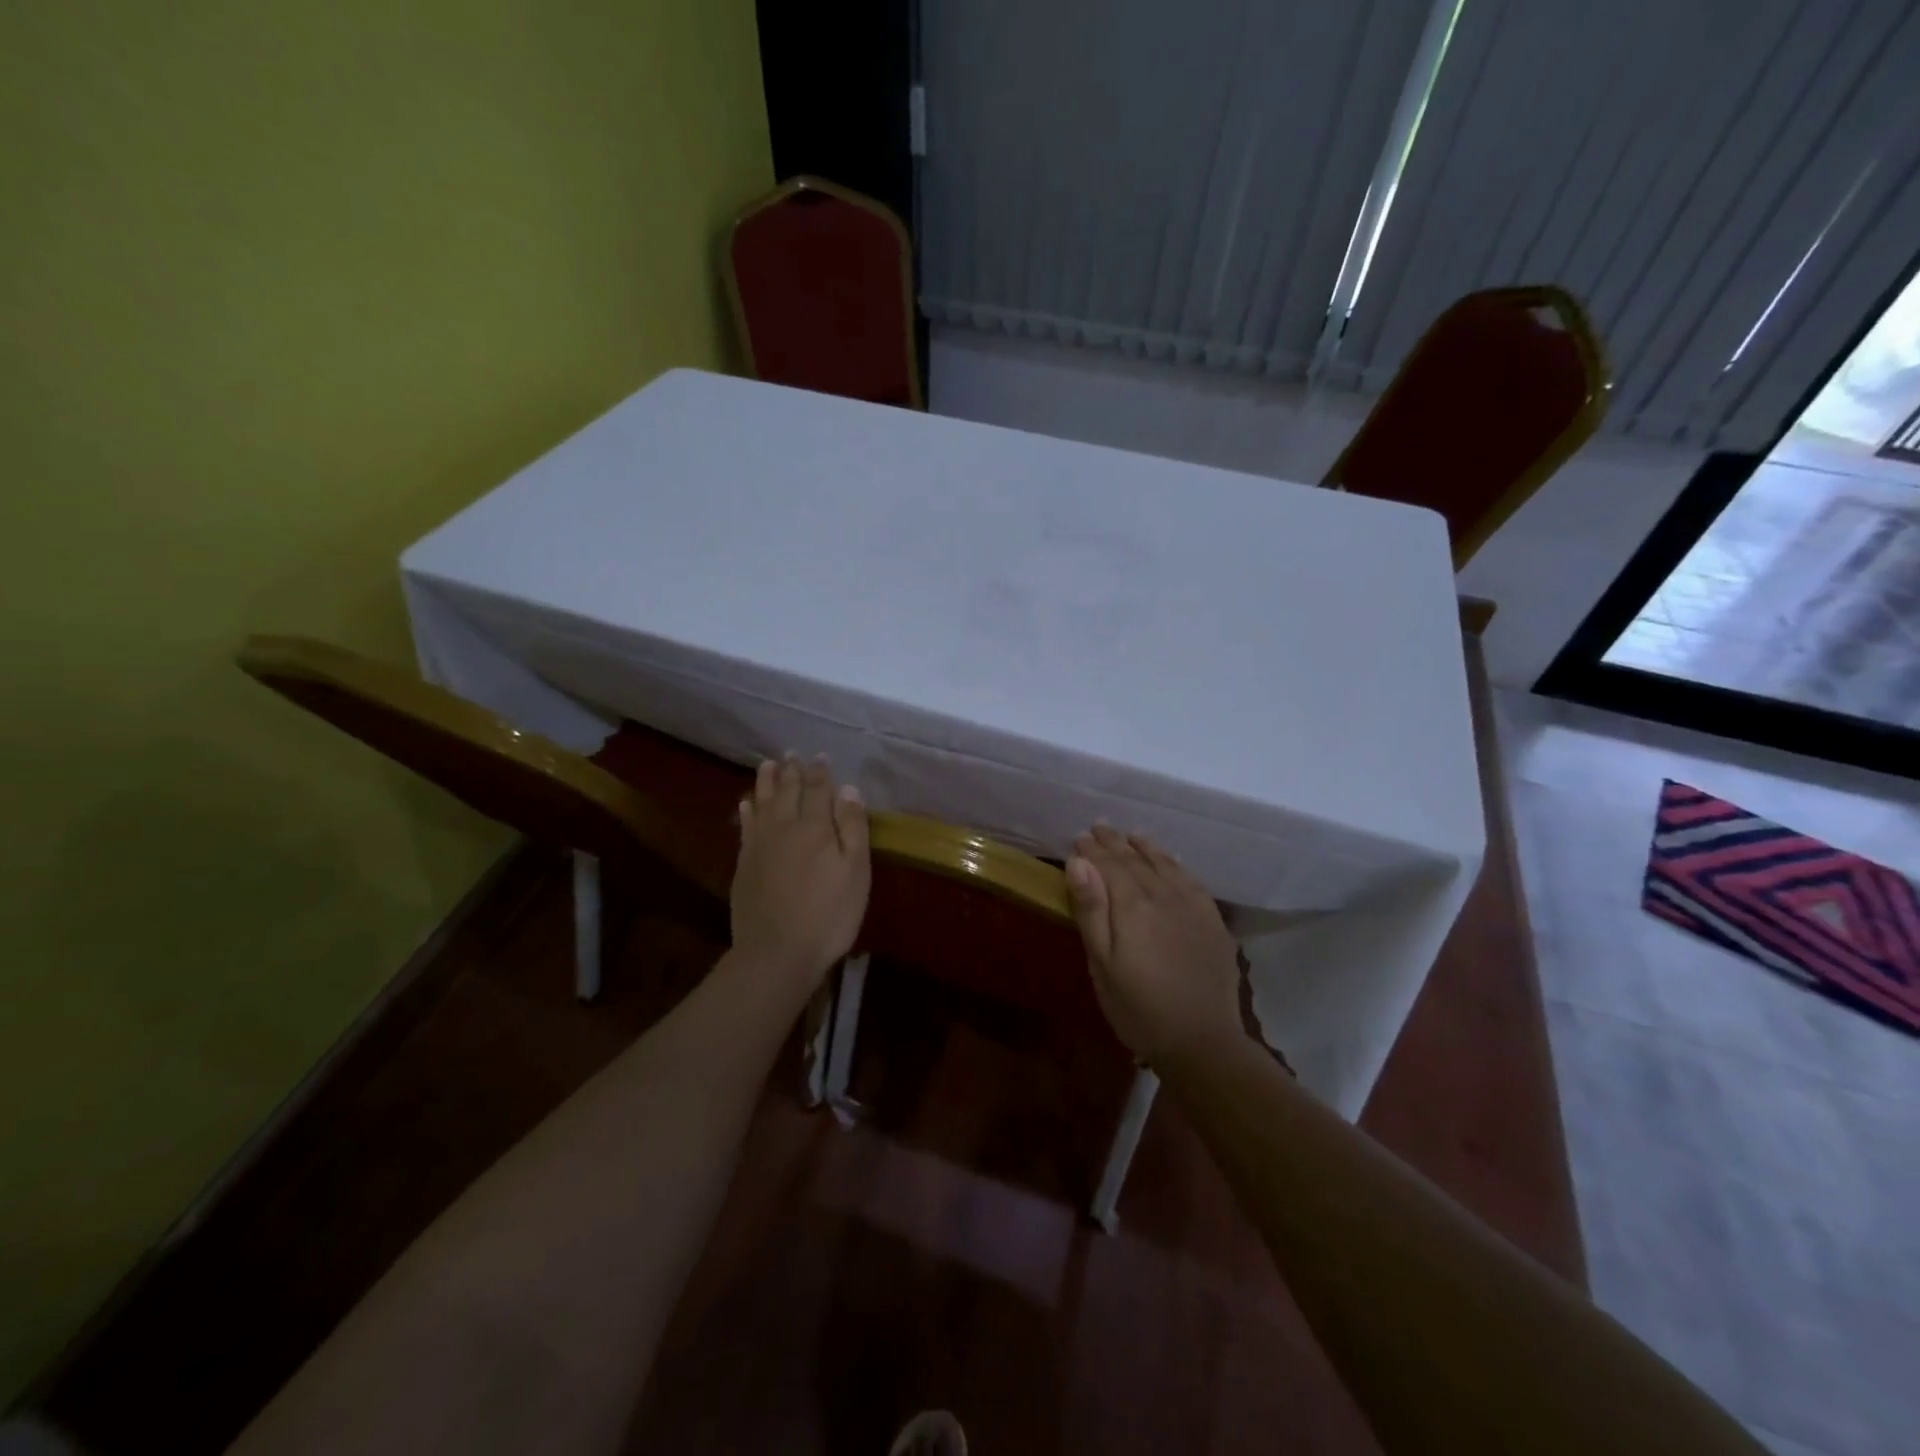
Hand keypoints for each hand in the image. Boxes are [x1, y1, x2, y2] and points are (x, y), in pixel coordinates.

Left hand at [731, 754, 870, 988]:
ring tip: (768, 765)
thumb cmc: (828, 915)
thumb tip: (848, 789)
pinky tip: (746, 803)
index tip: (821, 757)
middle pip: (788, 791)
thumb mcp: (855, 872)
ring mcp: (759, 845)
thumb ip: (852, 828)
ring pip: (762, 803)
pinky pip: (745, 826)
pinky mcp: (743, 864)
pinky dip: (747, 810)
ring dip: (766, 782)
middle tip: (792, 754)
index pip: (818, 790)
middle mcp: (784, 827)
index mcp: (815, 827)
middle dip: (792, 771)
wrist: (776, 953)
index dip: (821, 772)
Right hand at [1065, 826, 1242, 1064]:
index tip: (1079, 837)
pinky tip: (1168, 860)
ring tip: (1130, 835)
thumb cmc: (1138, 1009)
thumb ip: (1091, 910)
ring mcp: (1192, 906)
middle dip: (1114, 843)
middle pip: (1135, 860)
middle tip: (1098, 828)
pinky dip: (1174, 863)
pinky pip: (1190, 879)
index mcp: (1132, 906)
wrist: (1202, 1041)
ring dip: (1143, 847)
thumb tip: (1078, 862)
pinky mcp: (1212, 920)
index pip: (1108, 866)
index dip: (1092, 851)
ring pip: (1164, 864)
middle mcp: (1163, 895)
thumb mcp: (1102, 964)